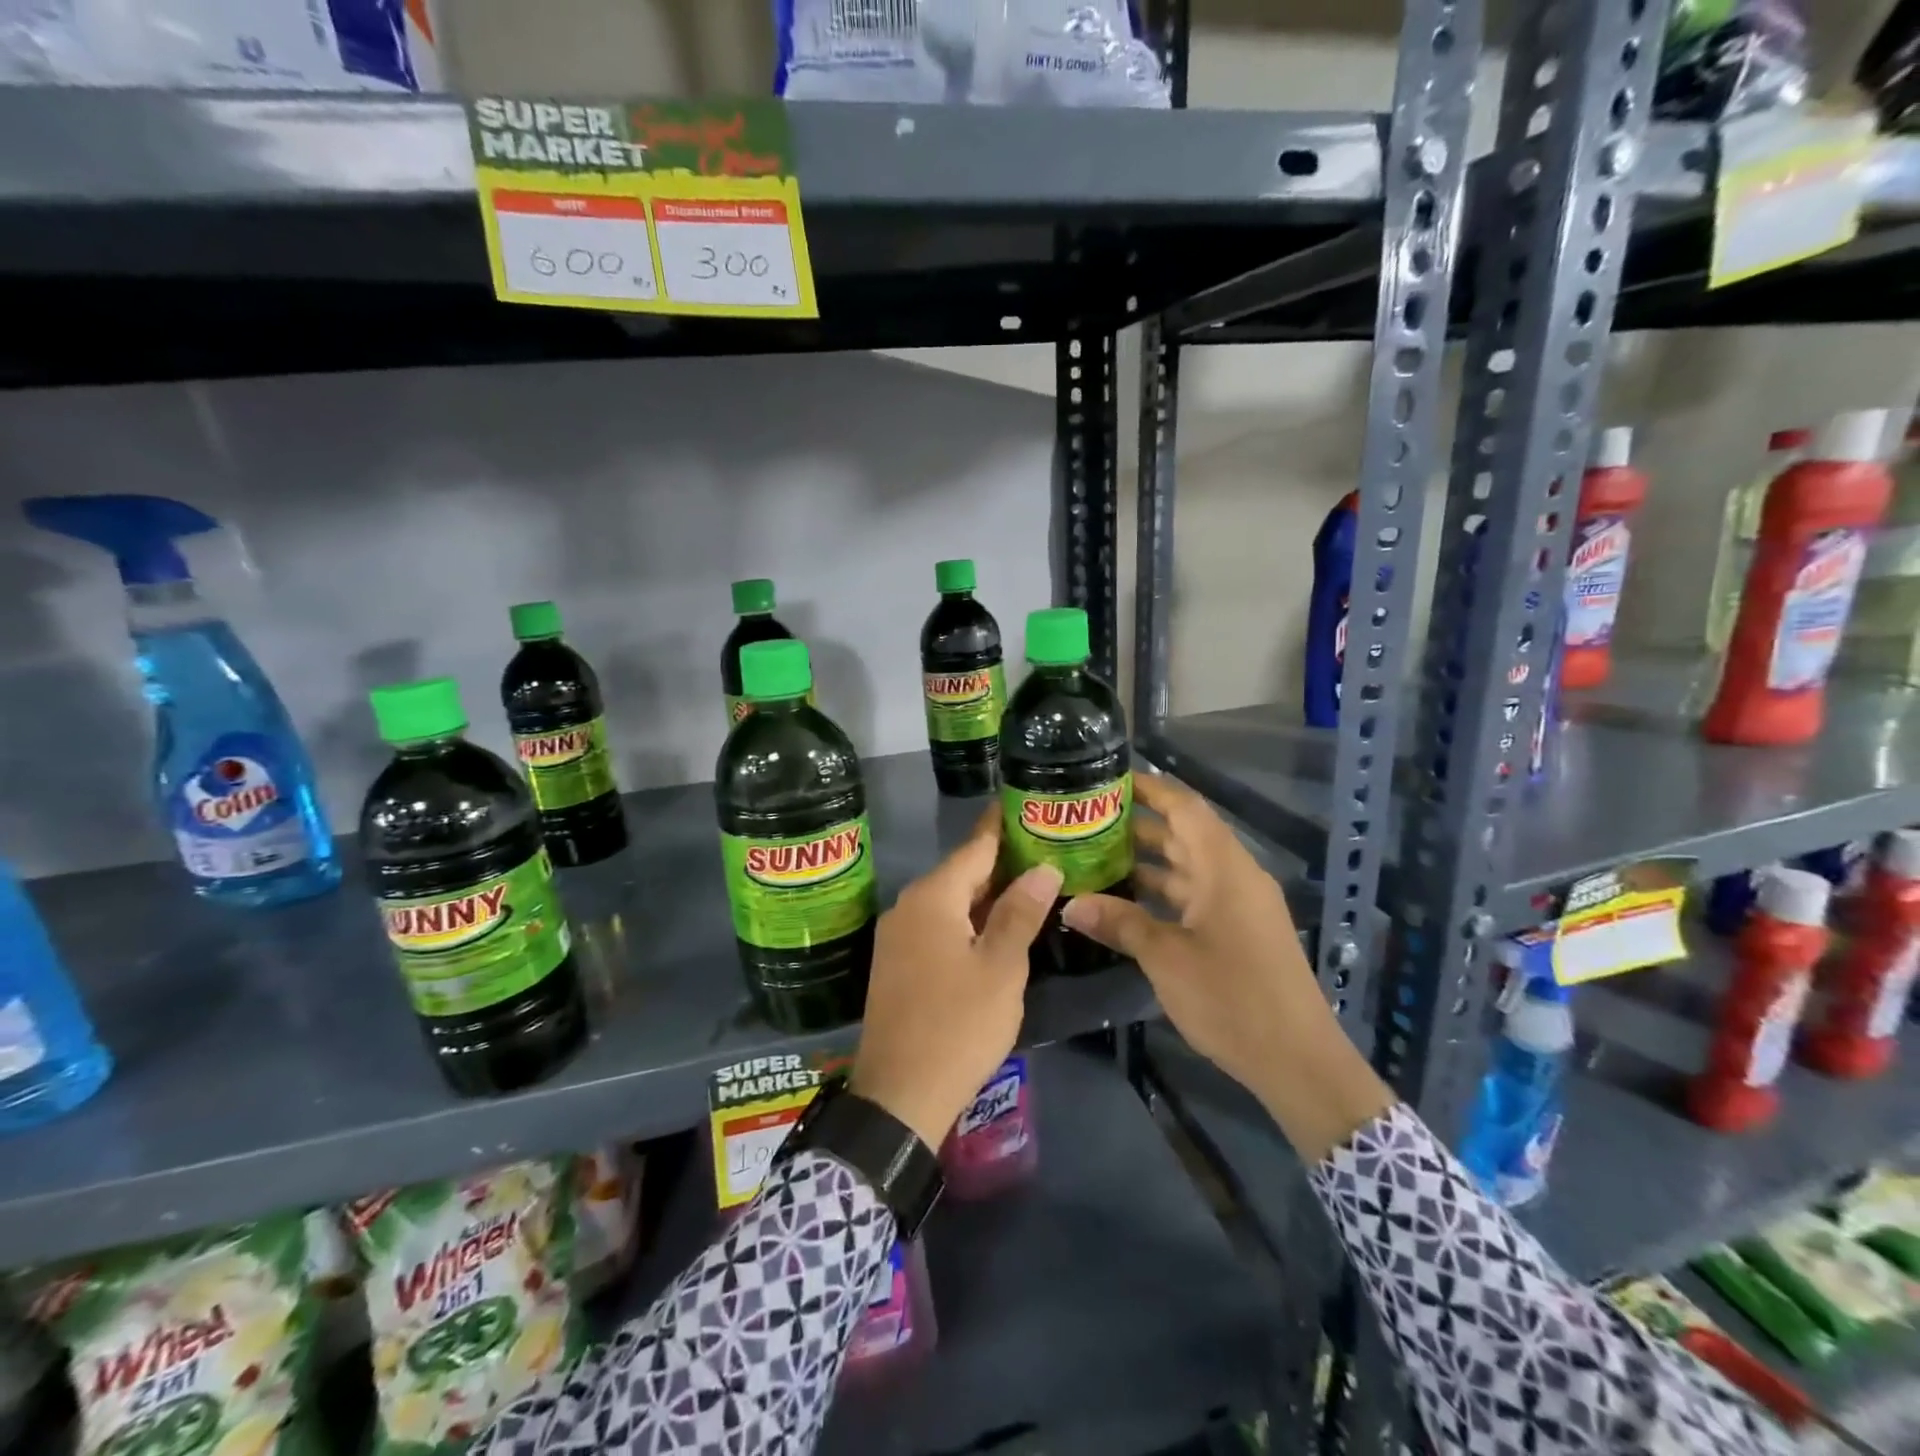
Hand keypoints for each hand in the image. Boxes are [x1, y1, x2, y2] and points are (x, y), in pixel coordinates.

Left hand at [850, 813, 1060, 1148]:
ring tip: (1030, 884)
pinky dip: (968, 920)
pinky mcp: (897, 963)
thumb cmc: (958, 1025)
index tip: (1026, 803)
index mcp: (932, 898)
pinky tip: (995, 928)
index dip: (1002, 825)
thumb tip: (1043, 868)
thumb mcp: (1001, 968)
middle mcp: (908, 907)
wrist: (899, 1095)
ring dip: (987, 894)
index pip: (975, 847)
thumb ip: (1021, 913)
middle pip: (962, 873)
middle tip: (1044, 848)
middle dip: (1002, 862)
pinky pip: (937, 925)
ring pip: (950, 901)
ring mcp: (898, 936)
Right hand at [1060, 774, 1393, 1161]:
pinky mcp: (1239, 930)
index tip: (1110, 778)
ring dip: (1148, 859)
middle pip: (1185, 833)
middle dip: (1139, 823)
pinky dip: (1163, 890)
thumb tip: (1069, 903)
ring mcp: (1239, 904)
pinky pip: (1196, 894)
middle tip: (1088, 818)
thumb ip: (1120, 923)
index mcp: (1224, 868)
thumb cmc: (1232, 999)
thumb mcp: (1166, 958)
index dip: (1150, 787)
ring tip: (1097, 853)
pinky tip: (1127, 899)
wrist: (1298, 1061)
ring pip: (1188, 866)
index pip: (1186, 807)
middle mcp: (1234, 876)